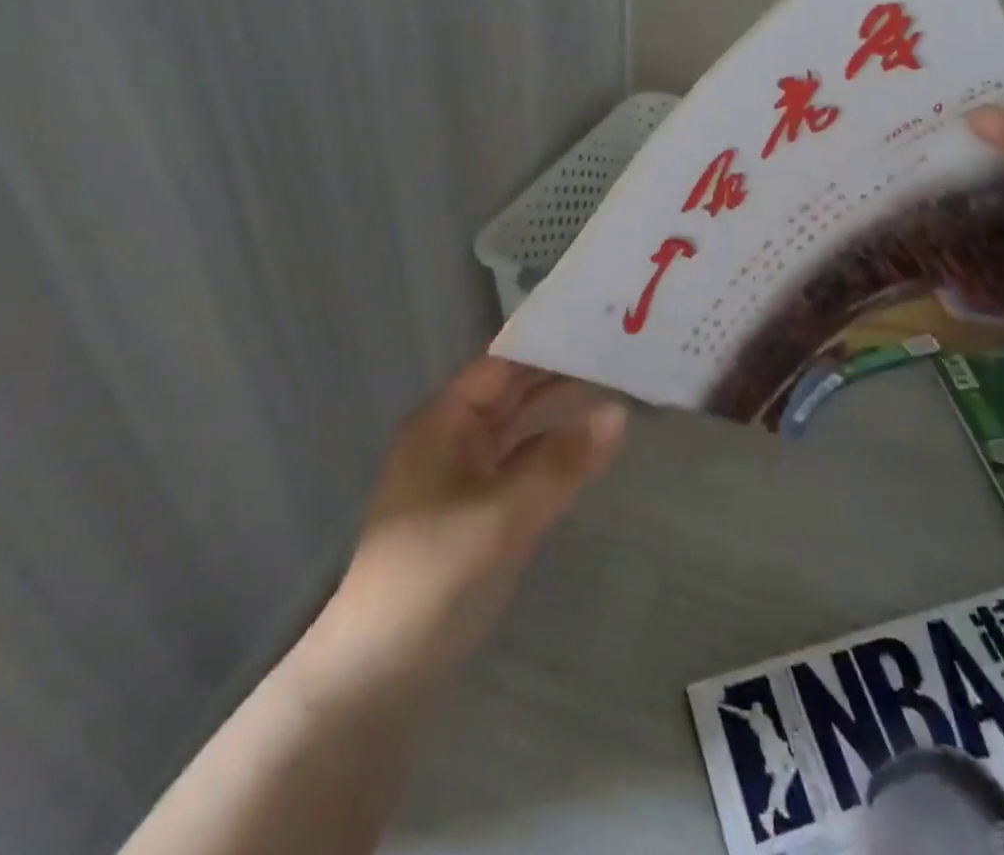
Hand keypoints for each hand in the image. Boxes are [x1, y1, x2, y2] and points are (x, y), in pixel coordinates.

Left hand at [288, 357, 625, 710]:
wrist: (378, 678)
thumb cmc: (431, 579)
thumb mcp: (502, 517)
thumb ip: (561, 463)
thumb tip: (619, 412)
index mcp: (445, 423)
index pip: (503, 364)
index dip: (548, 343)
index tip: (601, 325)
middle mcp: (456, 439)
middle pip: (516, 392)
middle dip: (563, 374)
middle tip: (625, 352)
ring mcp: (470, 476)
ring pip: (525, 429)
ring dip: (565, 413)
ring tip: (621, 387)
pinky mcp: (484, 511)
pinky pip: (528, 465)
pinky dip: (559, 453)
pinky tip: (596, 445)